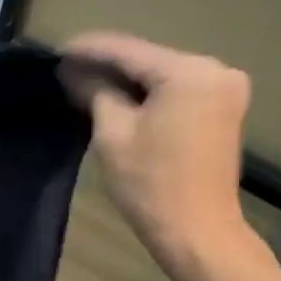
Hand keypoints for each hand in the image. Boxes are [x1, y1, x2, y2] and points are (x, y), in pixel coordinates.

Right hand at [62, 31, 252, 267]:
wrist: (198, 232)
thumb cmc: (150, 184)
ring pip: (161, 75)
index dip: (88, 49)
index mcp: (188, 72)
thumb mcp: (113, 134)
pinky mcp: (223, 110)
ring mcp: (224, 90)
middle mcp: (214, 70)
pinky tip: (117, 96)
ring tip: (84, 81)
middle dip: (107, 64)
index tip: (56, 50)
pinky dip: (147, 93)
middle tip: (66, 68)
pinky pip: (176, 90)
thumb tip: (73, 71)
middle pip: (147, 60)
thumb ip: (95, 92)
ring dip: (125, 79)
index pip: (127, 50)